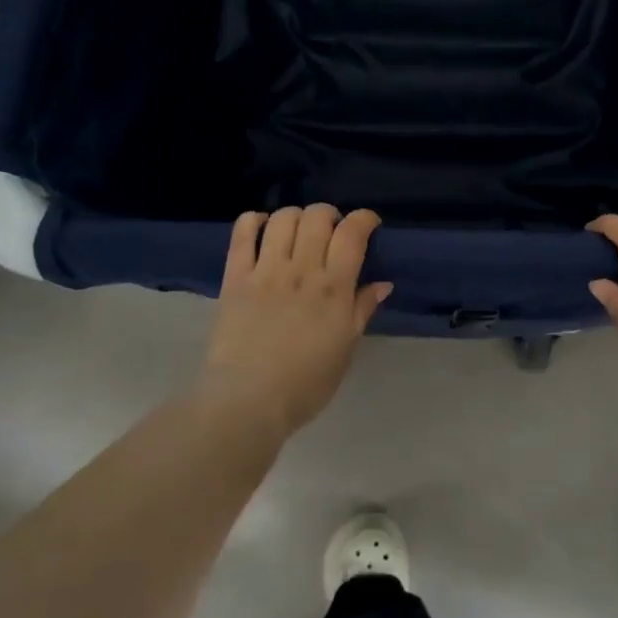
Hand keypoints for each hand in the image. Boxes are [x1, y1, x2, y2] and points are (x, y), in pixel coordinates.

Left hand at [199, 206, 391, 437]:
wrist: (247, 402)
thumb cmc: (305, 384)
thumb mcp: (345, 350)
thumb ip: (362, 310)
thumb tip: (382, 283)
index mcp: (333, 288)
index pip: (352, 233)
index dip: (364, 219)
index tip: (368, 224)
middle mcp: (301, 270)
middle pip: (318, 216)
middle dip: (330, 215)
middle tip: (331, 232)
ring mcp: (266, 271)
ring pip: (284, 218)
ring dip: (296, 216)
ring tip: (298, 232)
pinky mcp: (235, 277)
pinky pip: (243, 233)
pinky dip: (254, 221)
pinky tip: (262, 229)